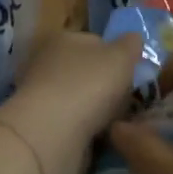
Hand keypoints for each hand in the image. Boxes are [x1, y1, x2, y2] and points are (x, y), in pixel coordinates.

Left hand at [0, 30, 143, 173]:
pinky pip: (71, 121)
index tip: (131, 74)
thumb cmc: (90, 84)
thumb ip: (131, 44)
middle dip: (104, 84)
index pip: (95, 41)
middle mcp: (47, 61)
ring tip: (115, 120)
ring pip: (78, 97)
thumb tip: (133, 38)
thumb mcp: (121, 56)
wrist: (53, 132)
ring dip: (95, 107)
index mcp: (64, 38)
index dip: (115, 56)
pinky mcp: (40, 122)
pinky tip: (98, 135)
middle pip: (85, 70)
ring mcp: (40, 93)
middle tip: (125, 100)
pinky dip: (84, 127)